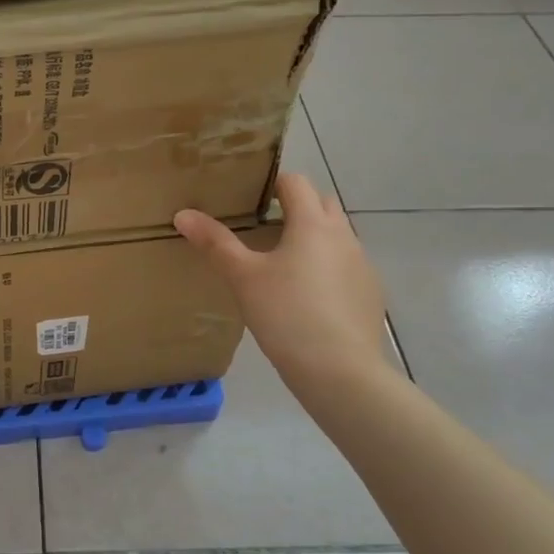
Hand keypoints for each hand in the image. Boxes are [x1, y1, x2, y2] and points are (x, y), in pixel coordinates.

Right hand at [175, 174, 390, 391]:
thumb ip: (215, 243)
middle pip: (322, 204)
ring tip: (283, 263)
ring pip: (336, 237)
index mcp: (313, 224)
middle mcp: (344, 236)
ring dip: (313, 238)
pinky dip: (327, 269)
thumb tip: (183, 214)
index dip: (273, 184)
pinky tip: (307, 298)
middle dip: (297, 207)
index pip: (296, 183)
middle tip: (264, 226)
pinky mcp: (370, 294)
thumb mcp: (243, 278)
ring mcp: (362, 265)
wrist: (340, 371)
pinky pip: (346, 267)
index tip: (250, 198)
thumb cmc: (286, 314)